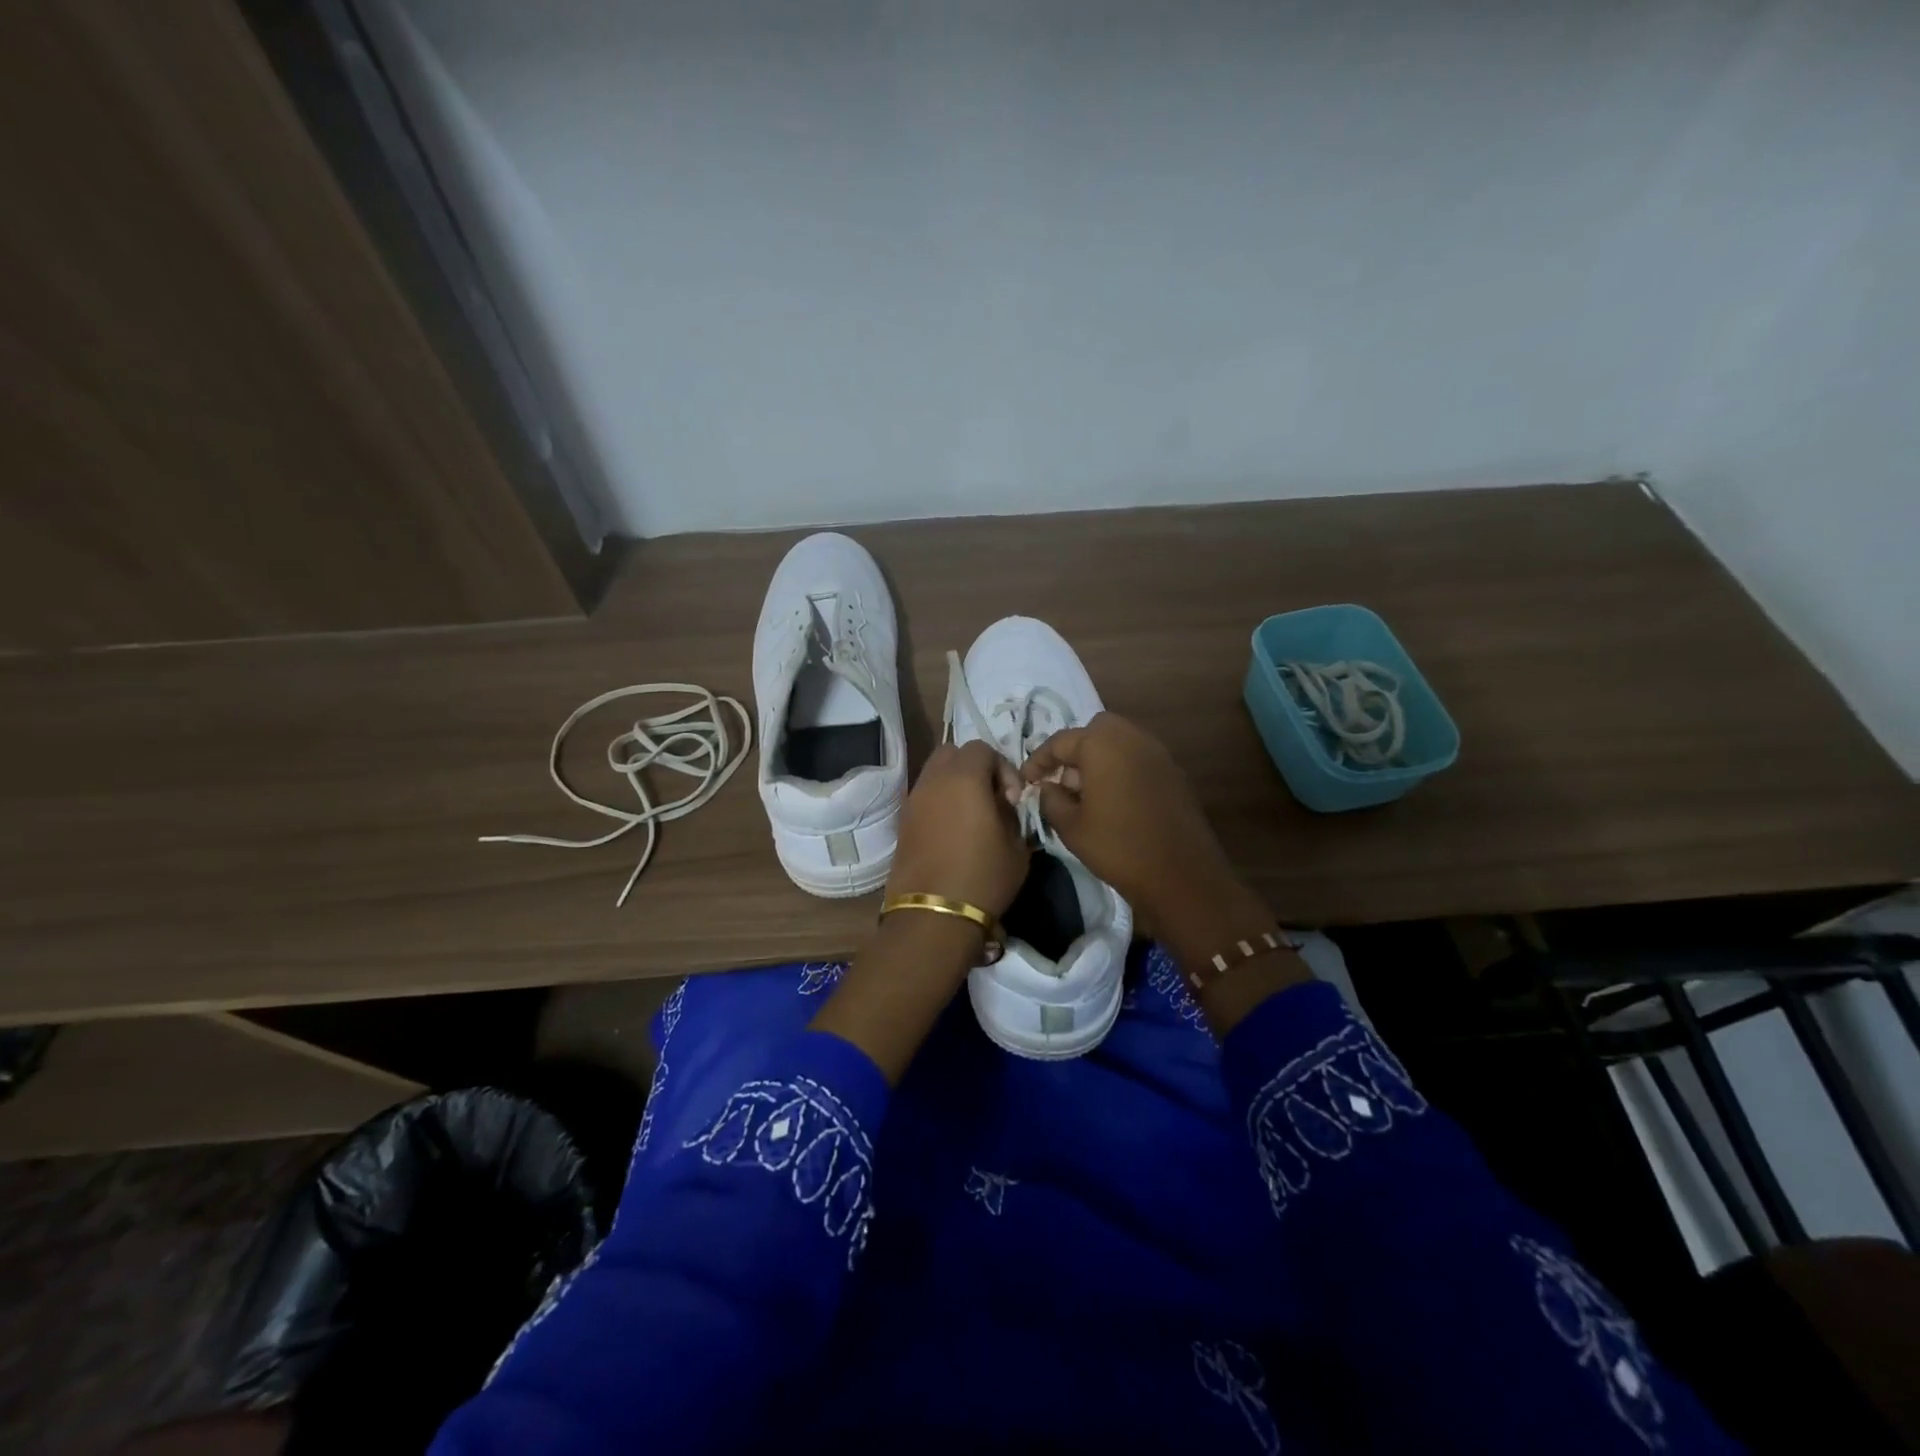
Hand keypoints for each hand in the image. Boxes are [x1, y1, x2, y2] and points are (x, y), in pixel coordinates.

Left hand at [815, 742, 1029, 1083]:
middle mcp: (933, 781)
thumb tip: (1003, 806)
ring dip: (955, 784)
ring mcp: (913, 801)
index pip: (982, 749)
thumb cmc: (983, 878)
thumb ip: (1012, 815)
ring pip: (934, 773)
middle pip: (952, 753)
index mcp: (964, 778)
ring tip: (972, 816)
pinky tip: (954, 832)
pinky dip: (940, 802)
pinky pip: (924, 797)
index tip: (1012, 800)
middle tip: (991, 797)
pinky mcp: (902, 823)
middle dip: (974, 767)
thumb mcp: (1017, 847)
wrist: (933, 916)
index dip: (1003, 768)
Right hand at [1021, 713, 1252, 942]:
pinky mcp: (1174, 773)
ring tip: (1085, 794)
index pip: (1061, 741)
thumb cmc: (1118, 847)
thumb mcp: (1071, 826)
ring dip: (1099, 759)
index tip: (1026, 781)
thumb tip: (1047, 787)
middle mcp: (1132, 738)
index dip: (1039, 760)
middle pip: (1095, 731)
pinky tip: (1113, 802)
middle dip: (1075, 751)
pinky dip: (1121, 770)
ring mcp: (1158, 754)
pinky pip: (1138, 759)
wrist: (1181, 875)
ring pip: (1120, 742)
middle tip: (1062, 781)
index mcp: (1102, 744)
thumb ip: (1051, 799)